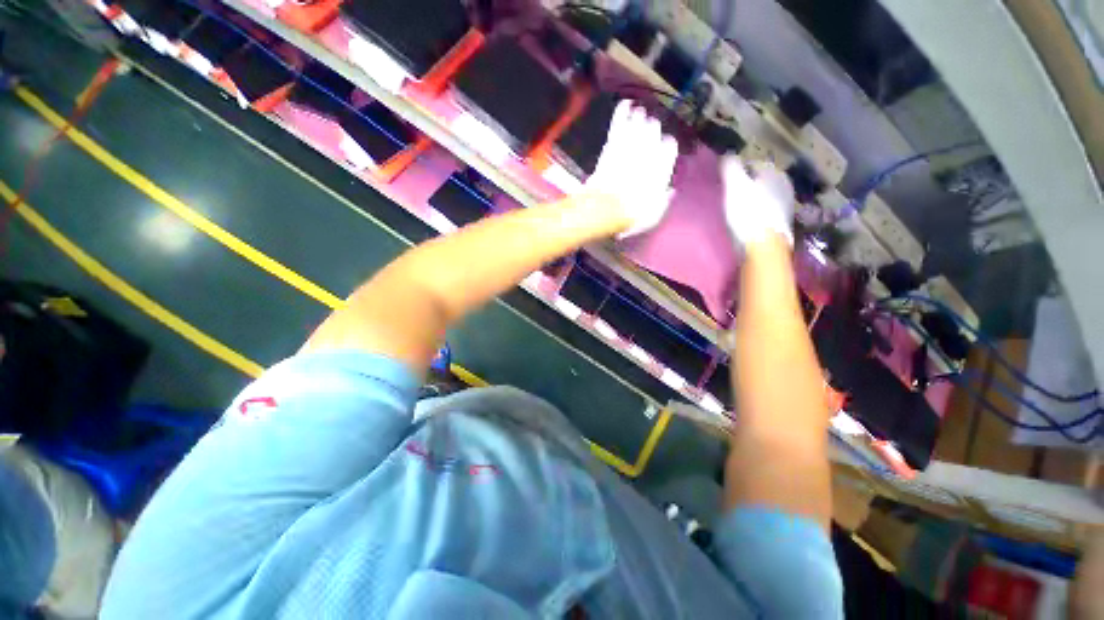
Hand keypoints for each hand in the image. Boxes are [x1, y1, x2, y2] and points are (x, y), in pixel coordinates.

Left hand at [585, 101, 678, 236]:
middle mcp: (649, 153)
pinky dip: (621, 114)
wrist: (607, 208)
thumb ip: (663, 200)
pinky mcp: (612, 146)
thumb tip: (670, 191)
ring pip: (637, 127)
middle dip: (652, 129)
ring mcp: (630, 147)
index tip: (666, 148)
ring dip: (638, 119)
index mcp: (662, 169)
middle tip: (651, 125)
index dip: (666, 148)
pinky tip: (624, 104)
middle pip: (653, 134)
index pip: (669, 150)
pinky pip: (618, 126)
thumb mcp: (654, 215)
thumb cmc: (632, 216)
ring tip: (639, 113)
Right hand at [720, 155, 794, 246]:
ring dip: (750, 199)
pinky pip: (764, 211)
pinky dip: (755, 212)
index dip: (736, 170)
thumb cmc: (748, 212)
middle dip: (745, 185)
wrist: (763, 245)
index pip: (752, 163)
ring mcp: (786, 205)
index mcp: (774, 172)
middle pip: (759, 180)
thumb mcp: (734, 185)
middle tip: (727, 194)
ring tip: (734, 208)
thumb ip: (730, 167)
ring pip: (763, 196)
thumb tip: (726, 155)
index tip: (722, 180)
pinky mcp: (782, 223)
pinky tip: (744, 221)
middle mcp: (785, 184)